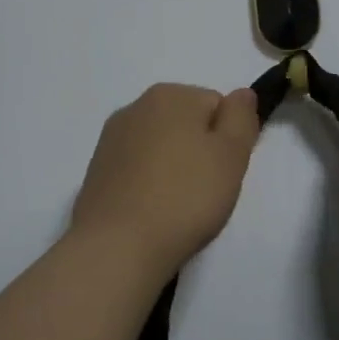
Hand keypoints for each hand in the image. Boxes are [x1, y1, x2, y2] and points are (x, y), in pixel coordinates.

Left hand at [70, 83, 261, 278]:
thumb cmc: (184, 197)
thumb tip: (241, 94)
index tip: (224, 171)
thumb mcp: (231, 155)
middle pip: (185, 123)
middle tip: (205, 190)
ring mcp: (110, 138)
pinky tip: (150, 210)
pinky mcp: (96, 169)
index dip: (228, 139)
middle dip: (199, 150)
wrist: (118, 245)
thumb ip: (241, 117)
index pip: (216, 105)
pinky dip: (146, 182)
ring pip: (159, 146)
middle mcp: (135, 106)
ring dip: (172, 167)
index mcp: (170, 94)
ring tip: (176, 205)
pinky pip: (136, 168)